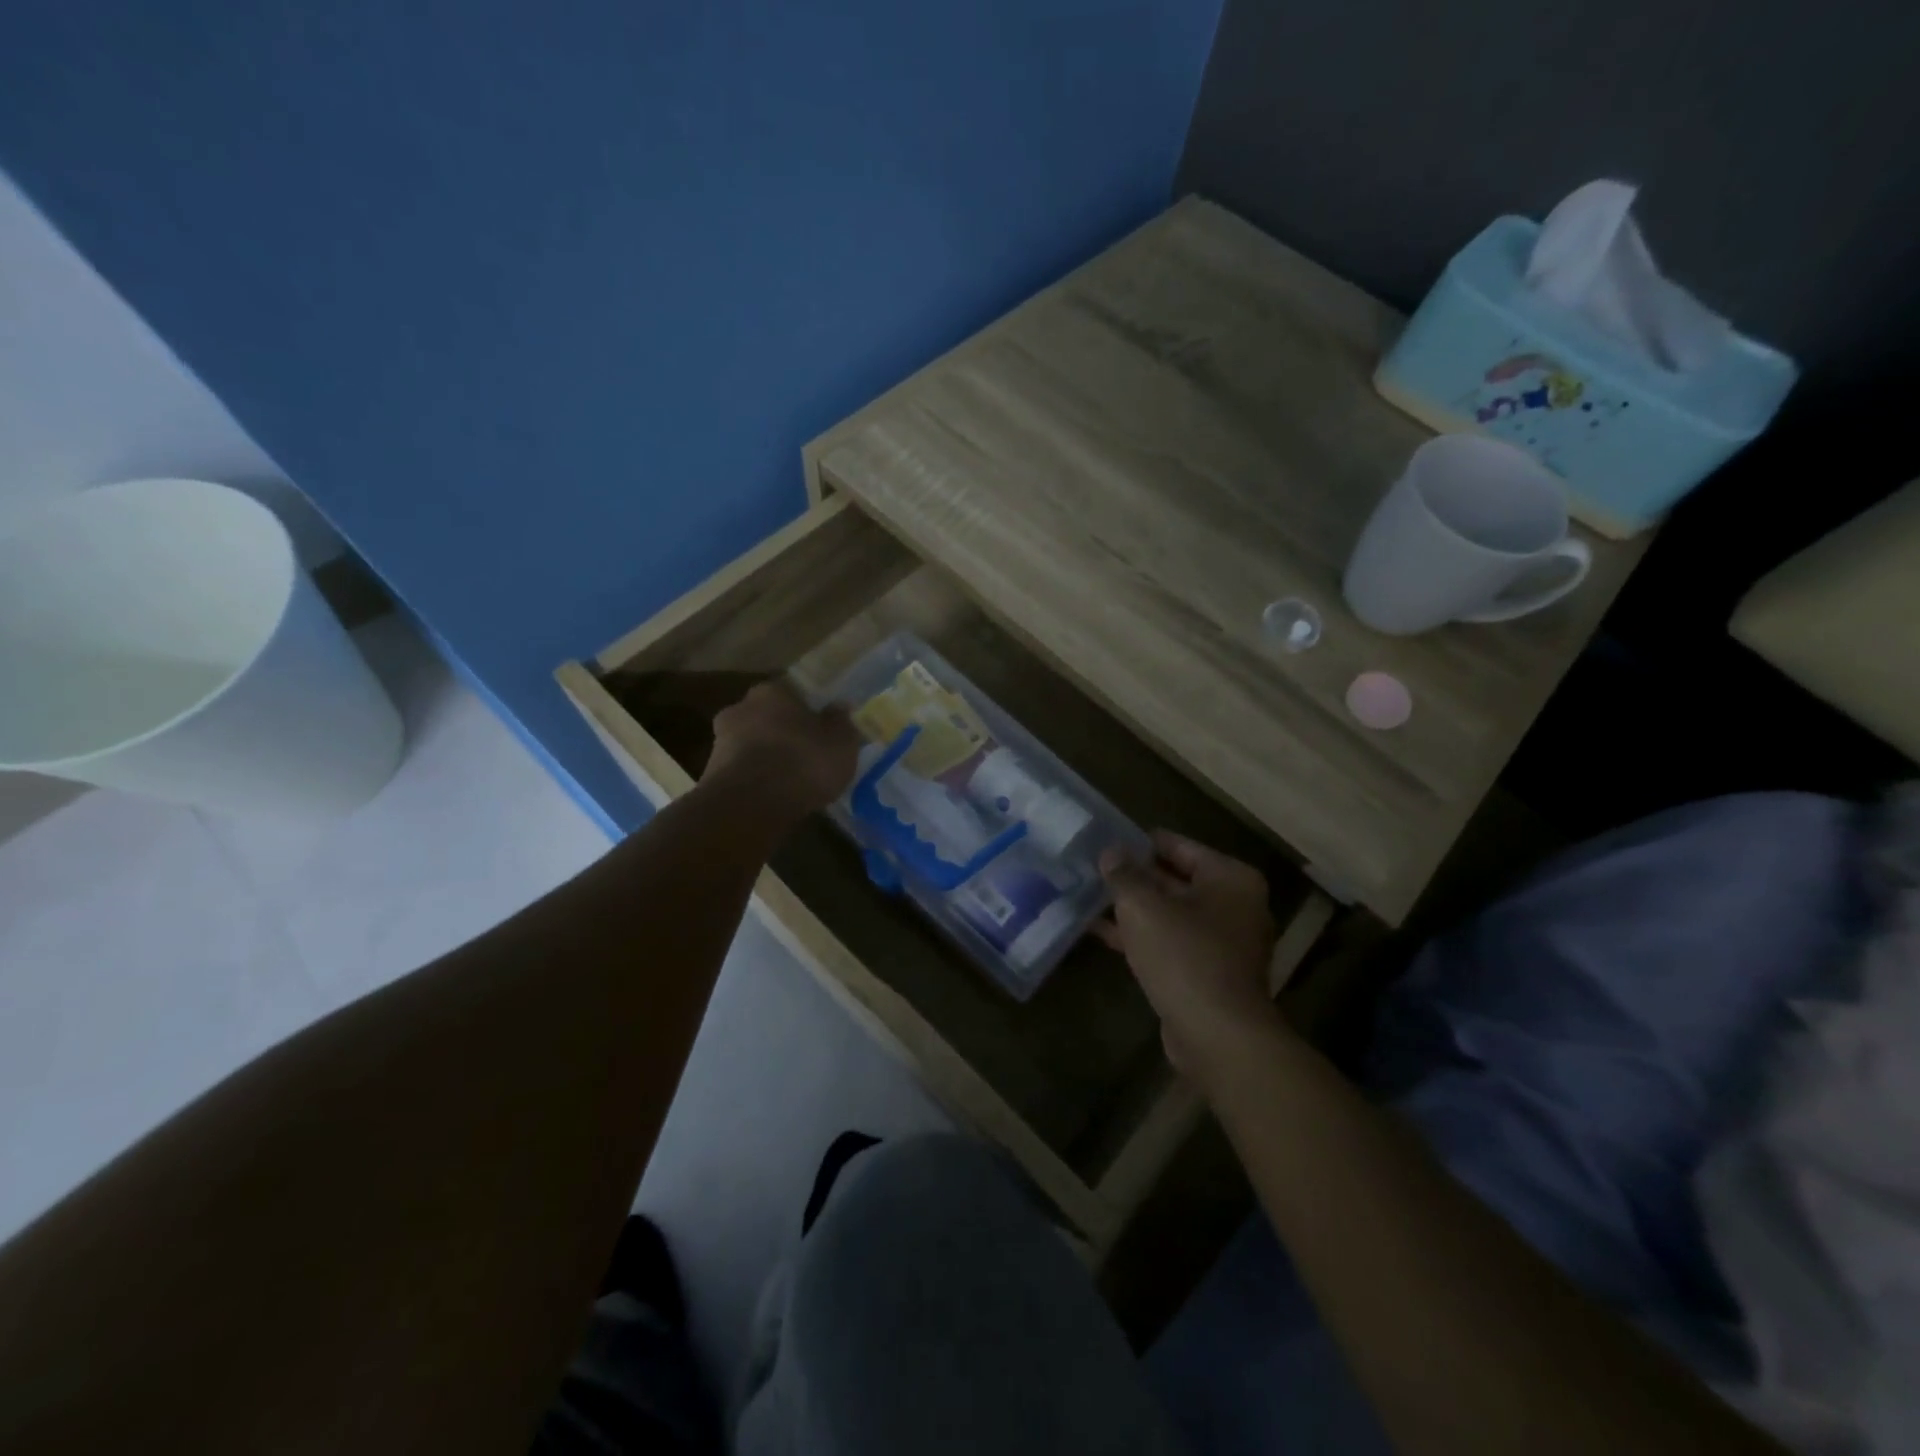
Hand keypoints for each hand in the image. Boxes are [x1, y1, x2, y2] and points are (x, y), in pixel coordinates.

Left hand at [705, 680, 860, 817]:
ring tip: (791, 780)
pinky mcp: (711, 774)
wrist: (748, 806)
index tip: (821, 727)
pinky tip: (773, 796)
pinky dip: (756, 779)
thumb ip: (841, 723)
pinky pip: (742, 770)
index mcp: (772, 691)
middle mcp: (741, 707)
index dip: (808, 709)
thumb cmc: (801, 763)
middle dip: (784, 732)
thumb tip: (839, 707)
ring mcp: (720, 741)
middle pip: (768, 716)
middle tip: (806, 753)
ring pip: (752, 744)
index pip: (792, 692)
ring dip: (768, 757)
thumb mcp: (840, 744)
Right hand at [1095, 831, 1281, 1081]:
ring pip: (1168, 913)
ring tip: (1087, 895)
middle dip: (1134, 876)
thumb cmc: (1185, 957)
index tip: (1104, 839)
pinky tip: (1099, 931)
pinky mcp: (1207, 972)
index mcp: (1230, 878)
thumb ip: (1124, 875)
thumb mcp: (1143, 907)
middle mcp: (1234, 905)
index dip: (1139, 842)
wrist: (1217, 1036)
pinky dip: (1139, 935)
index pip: (1178, 845)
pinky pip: (1168, 942)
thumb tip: (1110, 851)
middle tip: (1091, 867)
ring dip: (1132, 908)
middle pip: (1174, 879)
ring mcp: (1223, 942)